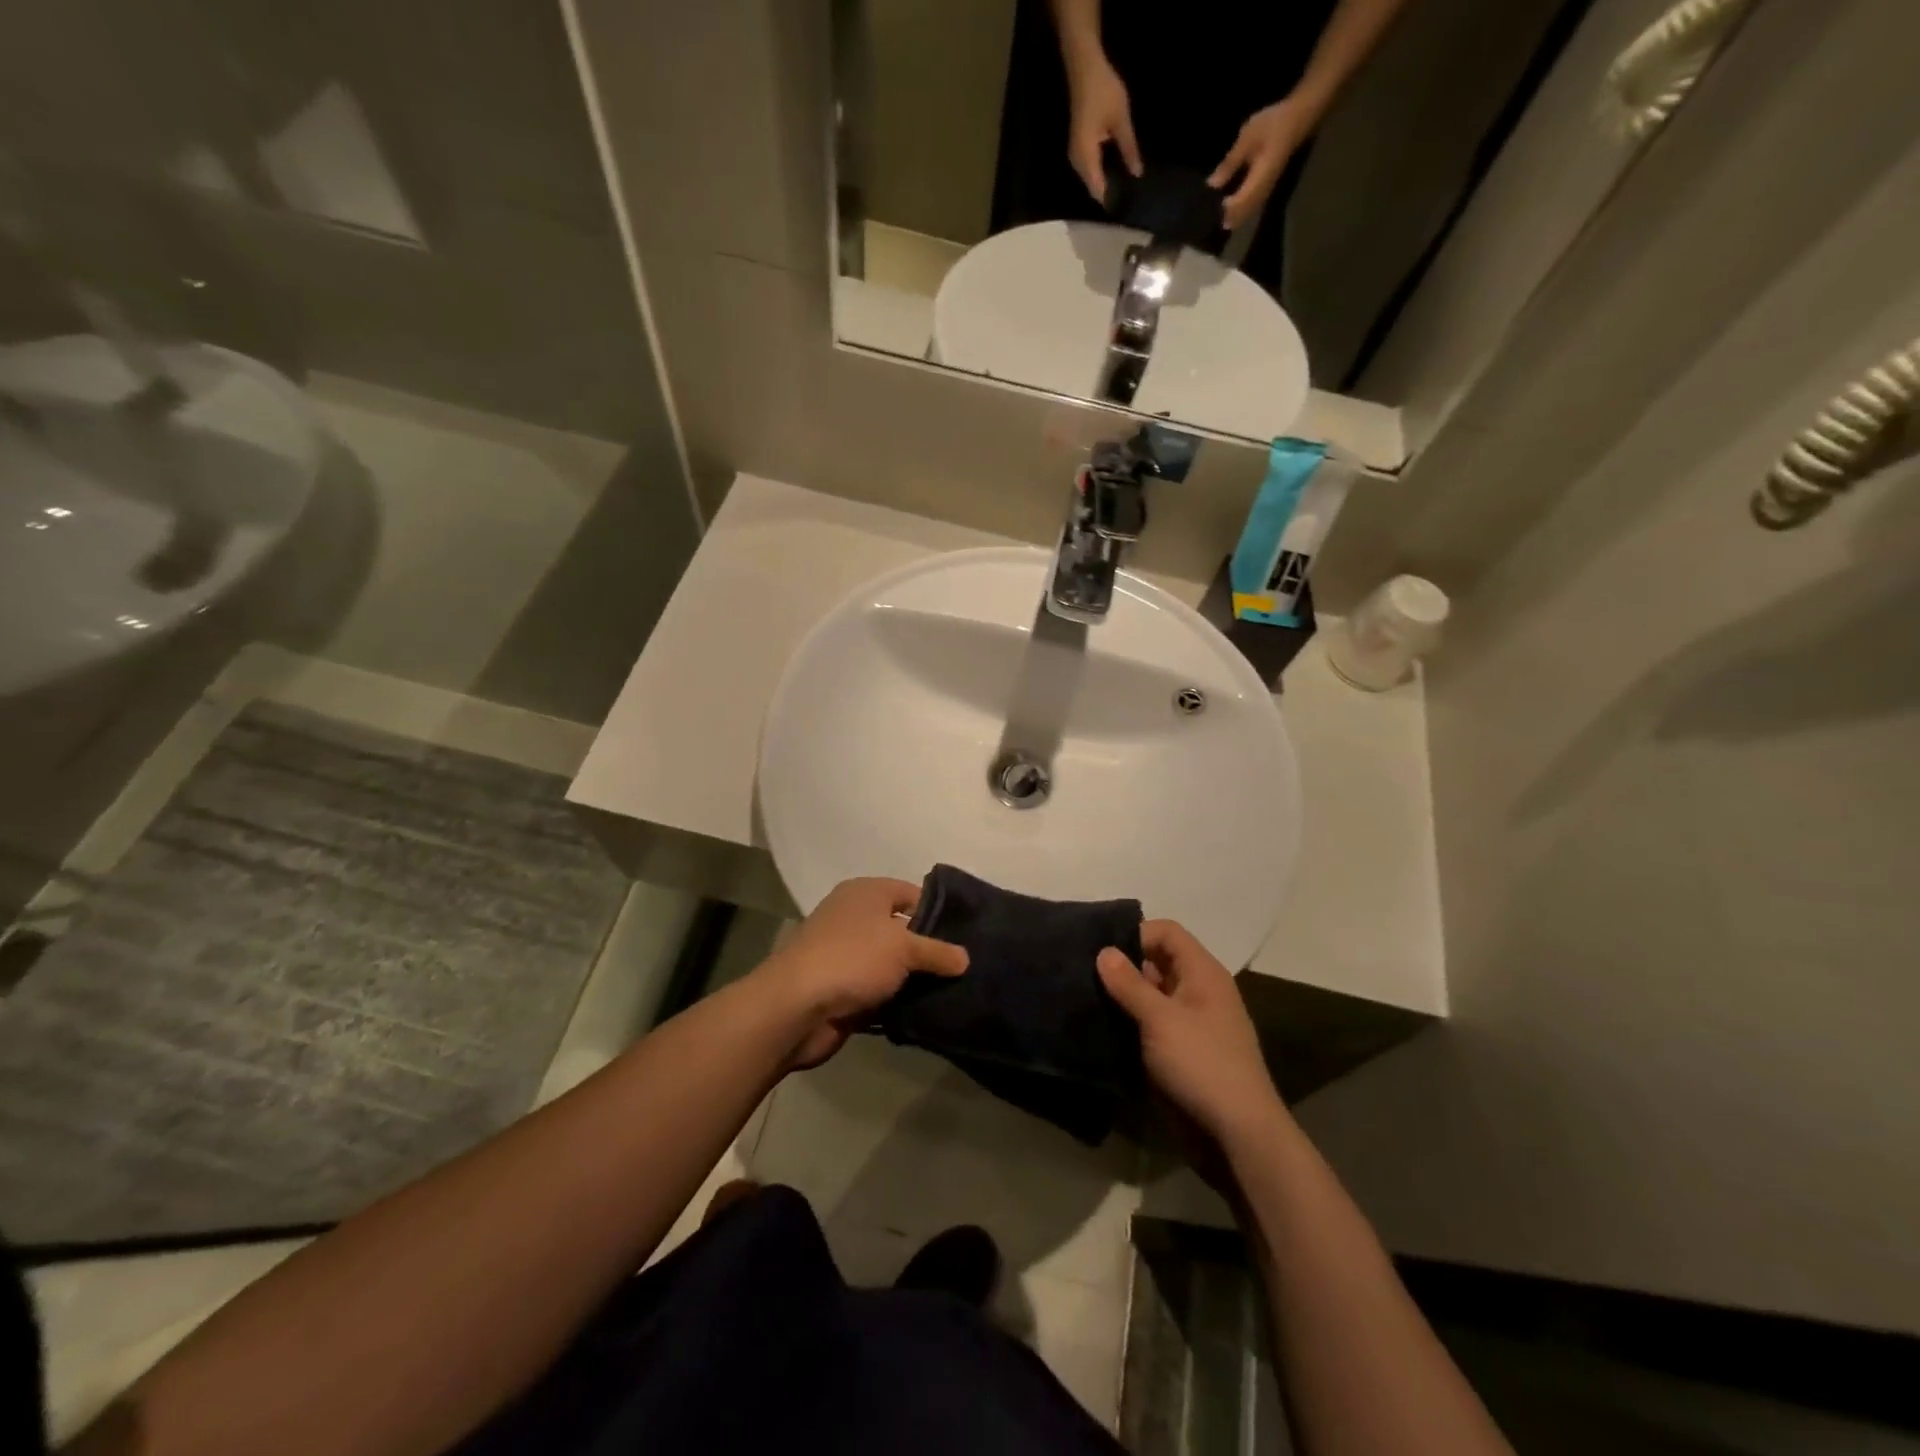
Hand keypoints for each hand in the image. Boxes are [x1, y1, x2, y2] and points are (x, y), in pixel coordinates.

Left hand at [754, 877, 967, 1069]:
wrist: (796, 1007)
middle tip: (966, 966)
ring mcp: (847, 955)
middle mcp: (855, 918)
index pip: (912, 893)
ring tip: (956, 991)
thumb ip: (937, 951)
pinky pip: (880, 991)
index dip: (939, 912)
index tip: (968, 934)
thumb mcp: (903, 947)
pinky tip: (927, 1011)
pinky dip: (898, 1000)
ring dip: (915, 978)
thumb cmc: (852, 958)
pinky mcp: (843, 989)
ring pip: (892, 963)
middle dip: (930, 948)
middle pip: (902, 929)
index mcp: (866, 893)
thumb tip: (965, 958)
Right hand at [1065, 53, 1142, 204]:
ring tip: (1126, 187)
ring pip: (1091, 180)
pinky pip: (1090, 169)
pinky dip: (1101, 173)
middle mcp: (1077, 162)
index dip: (1112, 199)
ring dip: (1106, 183)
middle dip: (1110, 193)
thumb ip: (1129, 149)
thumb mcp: (1121, 120)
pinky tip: (1116, 171)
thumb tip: (1137, 174)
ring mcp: (1076, 156)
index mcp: (1086, 157)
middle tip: (1131, 198)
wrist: (1083, 66)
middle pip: (1093, 188)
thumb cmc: (1103, 90)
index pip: (1098, 189)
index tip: (1128, 206)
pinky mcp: (1078, 148)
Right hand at [1097, 920, 1284, 1144]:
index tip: (1101, 951)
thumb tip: (1103, 950)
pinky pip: (1151, 1025)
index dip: (1136, 934)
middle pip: (1157, 961)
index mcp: (1203, 973)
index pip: (1167, 932)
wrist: (1238, 1135)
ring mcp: (1191, 1023)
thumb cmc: (1202, 1064)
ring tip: (1085, 999)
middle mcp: (1198, 991)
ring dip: (1123, 997)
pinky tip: (1102, 1028)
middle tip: (1083, 973)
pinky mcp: (1181, 1052)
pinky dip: (1130, 1023)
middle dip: (1123, 966)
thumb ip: (1129, 984)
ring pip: (1151, 995)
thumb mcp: (1160, 1019)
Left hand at [1209, 96, 1312, 230]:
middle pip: (1243, 213)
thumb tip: (1212, 185)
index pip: (1238, 203)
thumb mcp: (1247, 139)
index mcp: (1259, 178)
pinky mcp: (1268, 185)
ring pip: (1249, 212)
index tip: (1208, 212)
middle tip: (1209, 223)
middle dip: (1228, 218)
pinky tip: (1231, 209)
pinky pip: (1253, 205)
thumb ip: (1230, 163)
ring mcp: (1267, 188)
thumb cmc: (1273, 124)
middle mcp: (1264, 189)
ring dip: (1234, 217)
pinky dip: (1241, 210)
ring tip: (1218, 220)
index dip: (1224, 211)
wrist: (1299, 116)